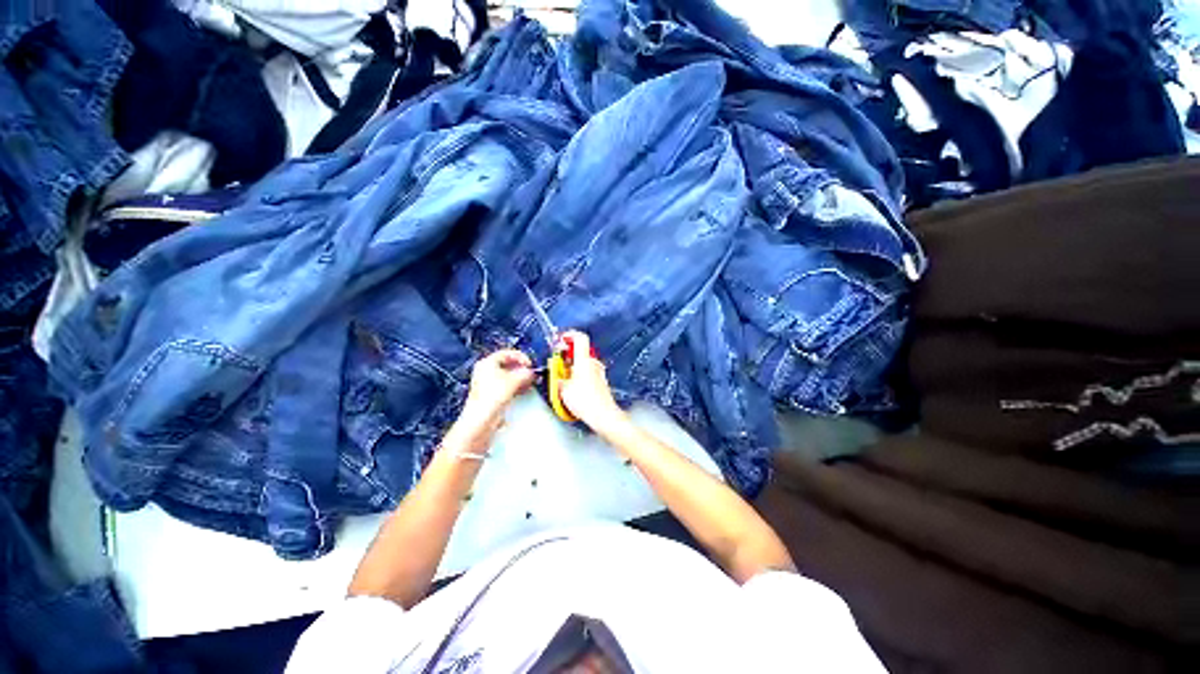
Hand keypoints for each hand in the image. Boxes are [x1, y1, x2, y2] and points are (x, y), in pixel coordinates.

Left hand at [444, 349, 534, 452]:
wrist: (481, 418)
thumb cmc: (492, 397)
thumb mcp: (514, 380)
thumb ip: (525, 373)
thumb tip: (531, 372)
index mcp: (487, 362)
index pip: (507, 353)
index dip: (521, 357)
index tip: (530, 364)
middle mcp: (485, 371)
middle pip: (507, 364)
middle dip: (521, 369)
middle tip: (531, 373)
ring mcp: (487, 383)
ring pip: (508, 376)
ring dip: (520, 378)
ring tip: (529, 382)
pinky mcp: (491, 394)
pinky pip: (506, 385)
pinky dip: (515, 385)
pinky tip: (524, 389)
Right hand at [558, 331, 627, 431]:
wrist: (603, 415)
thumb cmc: (585, 400)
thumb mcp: (563, 389)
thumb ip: (559, 378)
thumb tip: (557, 376)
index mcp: (584, 360)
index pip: (580, 338)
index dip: (569, 335)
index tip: (561, 340)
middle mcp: (593, 363)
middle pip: (580, 351)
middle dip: (567, 356)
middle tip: (558, 365)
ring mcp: (599, 372)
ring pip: (584, 363)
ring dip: (573, 367)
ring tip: (564, 379)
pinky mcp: (601, 381)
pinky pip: (589, 373)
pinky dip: (580, 375)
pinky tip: (574, 387)